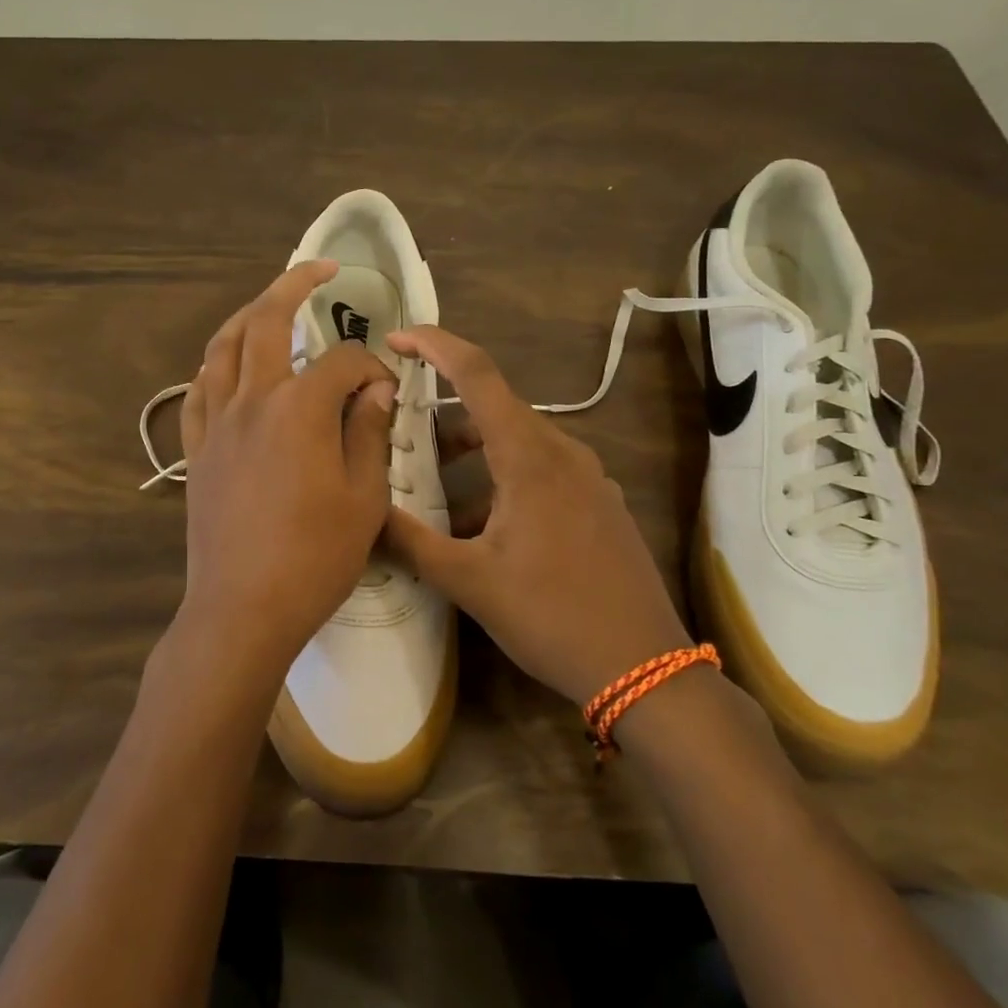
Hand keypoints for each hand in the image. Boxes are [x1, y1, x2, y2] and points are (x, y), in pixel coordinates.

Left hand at [168, 261, 397, 693]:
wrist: (242, 607)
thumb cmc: (314, 557)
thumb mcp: (363, 498)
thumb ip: (369, 433)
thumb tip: (374, 389)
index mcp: (299, 408)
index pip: (342, 362)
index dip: (370, 368)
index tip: (385, 391)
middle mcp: (252, 400)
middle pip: (267, 322)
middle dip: (294, 285)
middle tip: (319, 269)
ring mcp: (216, 423)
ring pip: (222, 347)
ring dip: (247, 316)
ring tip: (269, 306)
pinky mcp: (195, 450)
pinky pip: (198, 391)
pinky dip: (214, 367)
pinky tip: (227, 368)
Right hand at [381, 325, 690, 706]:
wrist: (646, 670)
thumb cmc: (551, 616)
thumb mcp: (469, 581)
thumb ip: (410, 541)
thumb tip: (362, 512)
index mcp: (529, 456)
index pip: (476, 374)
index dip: (434, 345)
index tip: (396, 337)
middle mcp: (562, 452)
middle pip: (493, 408)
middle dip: (442, 413)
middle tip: (399, 430)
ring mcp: (588, 478)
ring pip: (516, 442)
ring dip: (471, 453)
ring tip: (432, 486)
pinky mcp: (598, 504)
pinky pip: (540, 471)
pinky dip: (501, 478)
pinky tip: (480, 526)